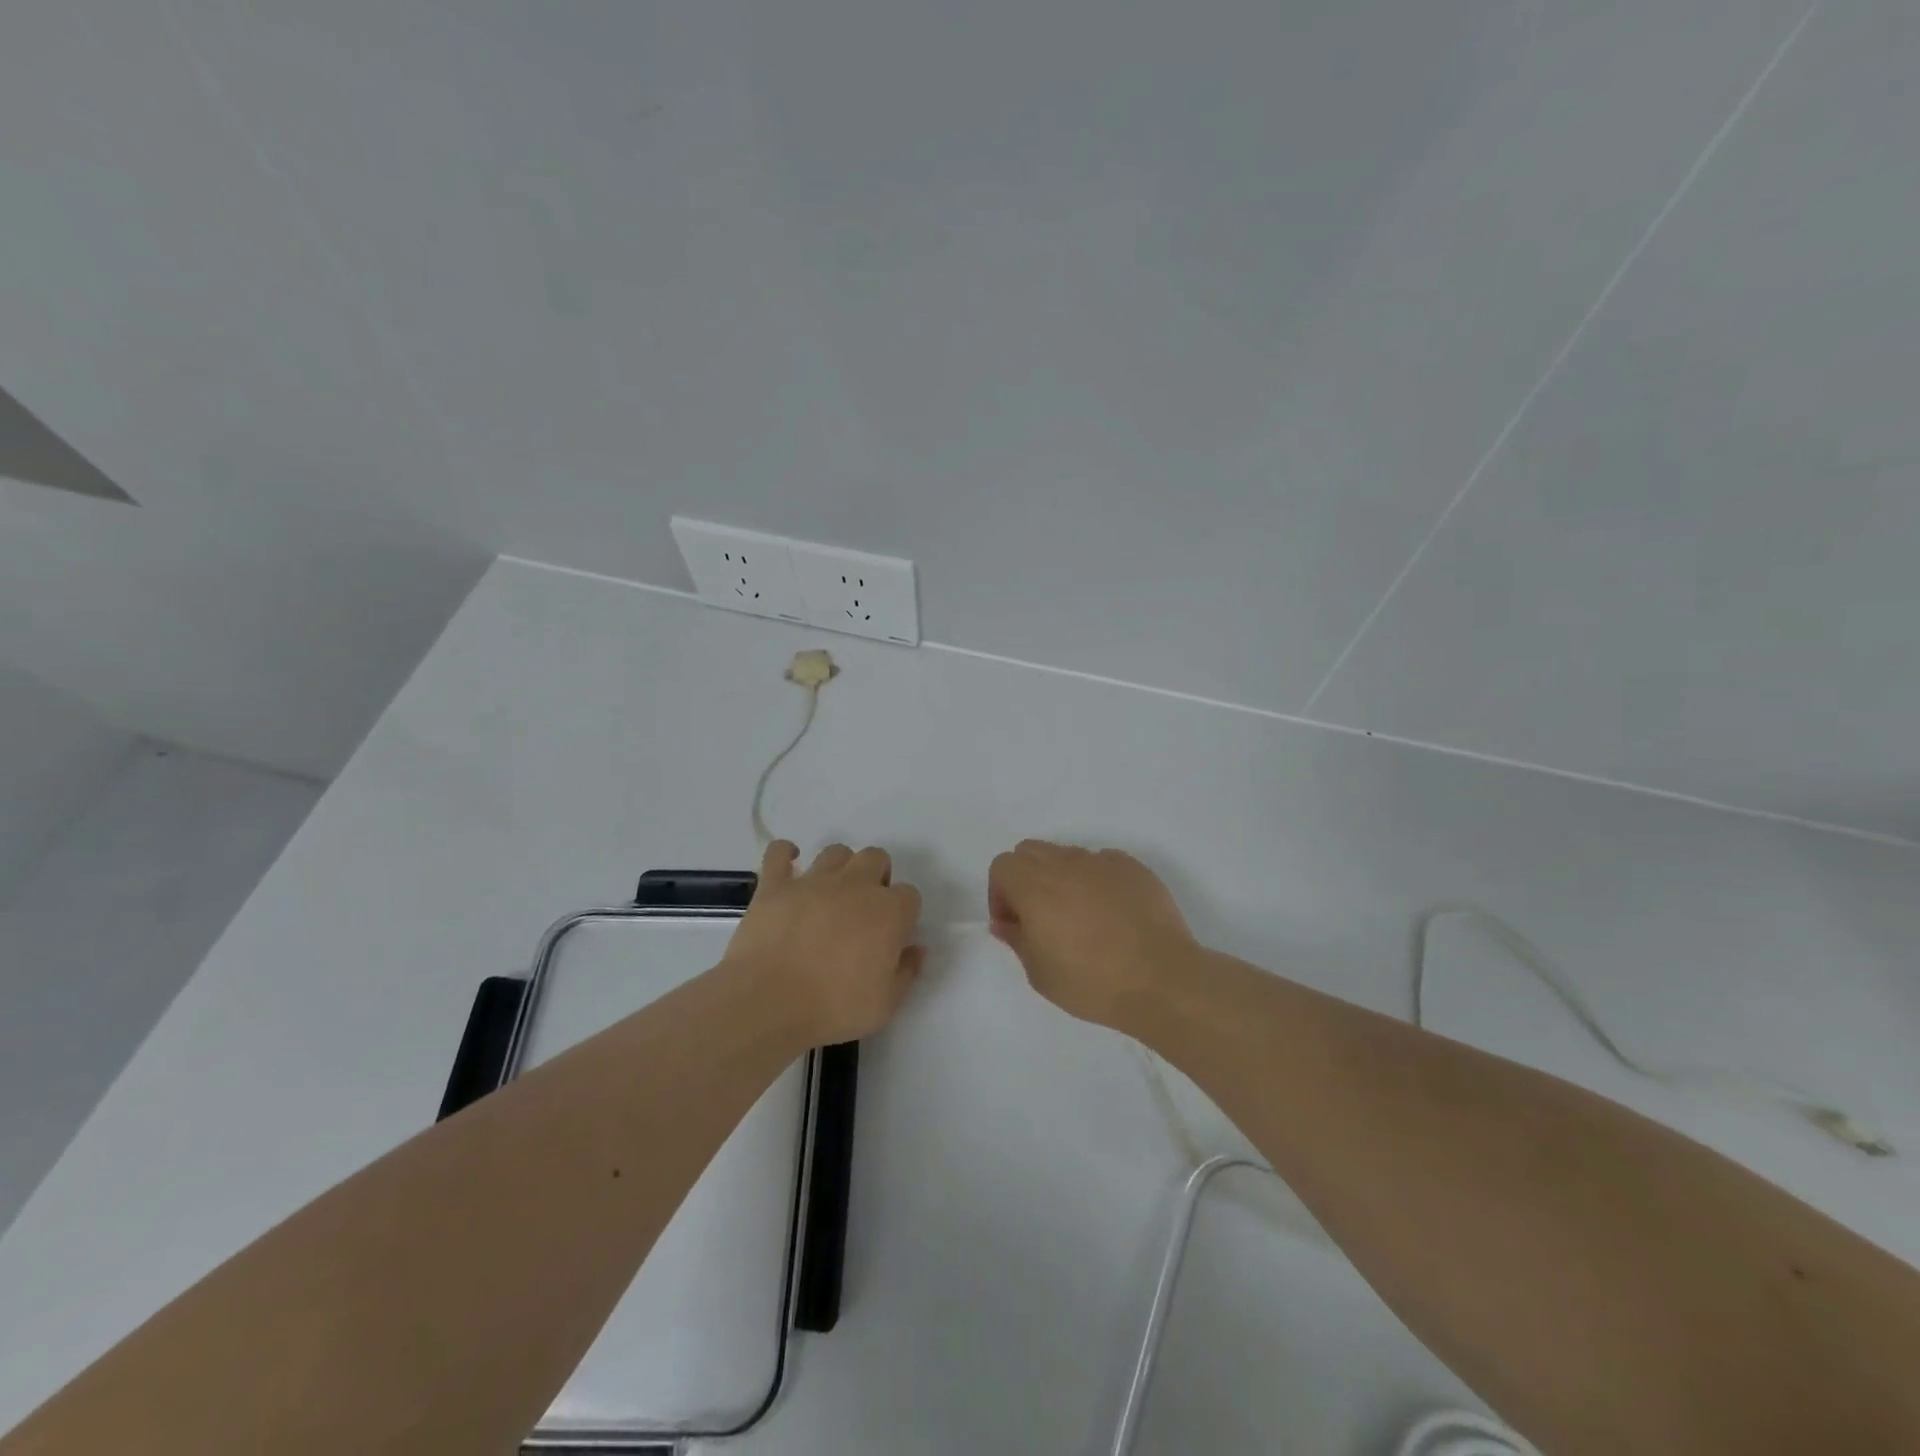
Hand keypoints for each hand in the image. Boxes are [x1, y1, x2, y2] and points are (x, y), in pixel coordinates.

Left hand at [726, 840, 924, 1045]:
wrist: (769, 1002)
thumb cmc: (834, 1008)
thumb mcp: (885, 1004)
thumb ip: (906, 972)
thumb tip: (916, 949)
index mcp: (888, 912)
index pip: (909, 895)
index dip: (903, 912)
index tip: (893, 934)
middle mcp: (855, 884)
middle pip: (876, 858)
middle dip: (877, 876)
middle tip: (864, 908)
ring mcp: (813, 880)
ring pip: (836, 852)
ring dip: (840, 866)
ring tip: (832, 891)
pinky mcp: (775, 885)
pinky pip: (779, 853)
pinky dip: (785, 854)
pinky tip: (788, 865)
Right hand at [987, 840, 1198, 1027]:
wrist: (1162, 979)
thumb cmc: (1093, 982)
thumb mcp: (1040, 974)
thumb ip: (1017, 940)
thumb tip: (1007, 923)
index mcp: (1035, 886)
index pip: (1002, 866)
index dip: (1000, 895)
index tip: (1014, 925)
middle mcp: (1065, 864)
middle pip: (1030, 851)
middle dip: (1025, 879)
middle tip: (1039, 917)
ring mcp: (1102, 861)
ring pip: (1066, 855)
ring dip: (1061, 878)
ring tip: (1079, 917)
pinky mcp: (1133, 867)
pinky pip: (1102, 863)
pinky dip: (1095, 880)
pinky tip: (1111, 914)